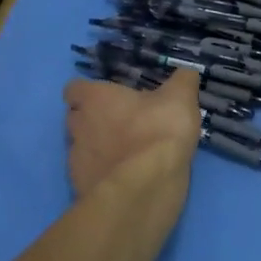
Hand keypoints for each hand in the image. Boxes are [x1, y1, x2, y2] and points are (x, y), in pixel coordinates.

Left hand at [63, 70, 200, 197]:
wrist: (145, 187)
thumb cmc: (158, 131)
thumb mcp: (181, 97)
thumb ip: (182, 81)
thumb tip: (185, 73)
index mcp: (95, 99)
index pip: (74, 89)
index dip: (89, 92)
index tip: (108, 97)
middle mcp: (78, 125)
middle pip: (75, 118)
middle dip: (92, 119)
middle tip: (122, 123)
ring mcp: (76, 159)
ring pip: (80, 148)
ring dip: (98, 148)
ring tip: (127, 153)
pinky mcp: (80, 186)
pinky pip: (89, 175)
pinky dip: (103, 174)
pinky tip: (125, 177)